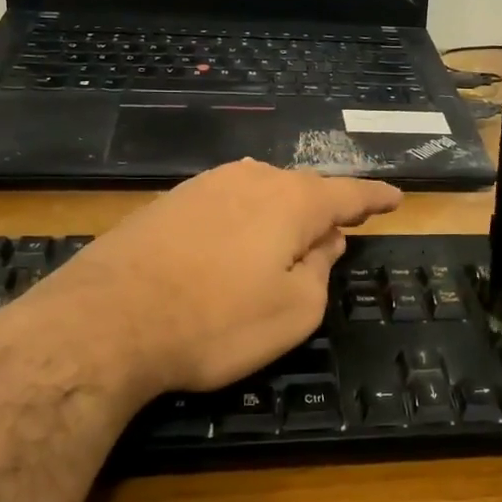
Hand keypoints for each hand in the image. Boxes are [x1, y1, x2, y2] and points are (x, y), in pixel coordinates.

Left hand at [0, 160, 401, 406]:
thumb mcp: (293, 312)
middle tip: (337, 238)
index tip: (396, 197)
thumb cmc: (215, 322)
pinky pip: (226, 204)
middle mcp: (251, 179)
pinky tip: (235, 245)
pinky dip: (244, 221)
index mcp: (292, 201)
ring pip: (261, 193)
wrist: (105, 322)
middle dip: (323, 212)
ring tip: (286, 245)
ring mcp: (204, 186)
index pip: (348, 194)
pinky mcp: (168, 203)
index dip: (375, 197)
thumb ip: (319, 271)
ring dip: (281, 216)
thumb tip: (325, 243)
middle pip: (302, 190)